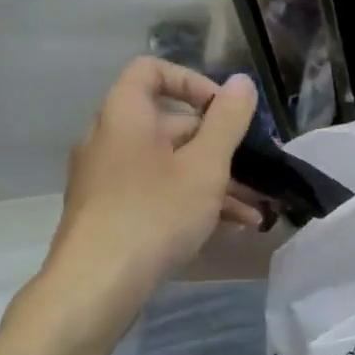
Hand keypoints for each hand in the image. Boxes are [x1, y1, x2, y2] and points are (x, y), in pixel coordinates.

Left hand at [34, 58, 260, 345]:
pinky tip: (227, 228)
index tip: (227, 112)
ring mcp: (108, 179)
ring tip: (253, 212)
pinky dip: (191, 202)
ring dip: (214, 183)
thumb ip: (227, 122)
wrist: (98, 282)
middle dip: (219, 147)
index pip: (152, 71)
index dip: (193, 82)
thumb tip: (243, 82)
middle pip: (169, 125)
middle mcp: (110, 140)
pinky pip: (157, 193)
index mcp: (125, 115)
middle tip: (255, 172)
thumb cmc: (155, 213)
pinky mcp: (112, 212)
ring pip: (169, 166)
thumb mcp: (205, 166)